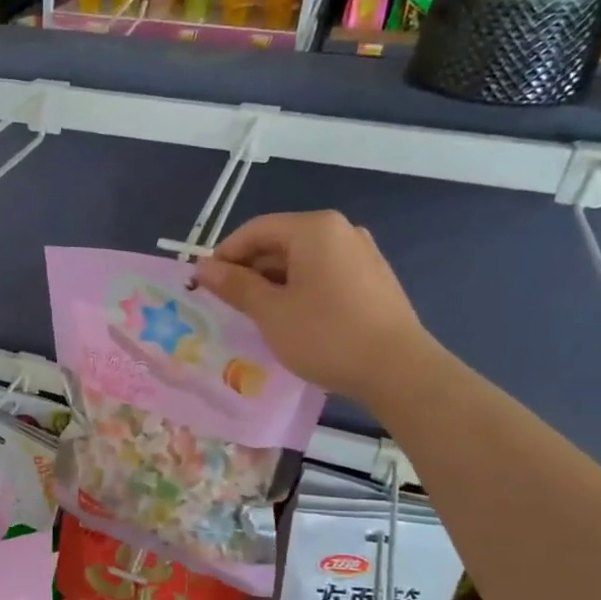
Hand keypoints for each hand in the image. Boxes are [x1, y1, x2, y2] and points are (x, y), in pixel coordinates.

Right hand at [189, 210, 436, 405]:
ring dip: (272, 284)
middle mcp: (341, 231)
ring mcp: (361, 254)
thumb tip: (202, 268)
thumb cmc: (326, 335)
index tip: (204, 286)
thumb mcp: (270, 311)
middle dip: (248, 271)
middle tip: (226, 305)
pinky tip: (291, 320)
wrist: (398, 370)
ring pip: (300, 261)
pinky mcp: (372, 278)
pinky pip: (322, 274)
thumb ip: (235, 285)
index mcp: (314, 229)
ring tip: (255, 316)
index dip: (224, 256)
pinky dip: (298, 290)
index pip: (255, 230)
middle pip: (279, 242)